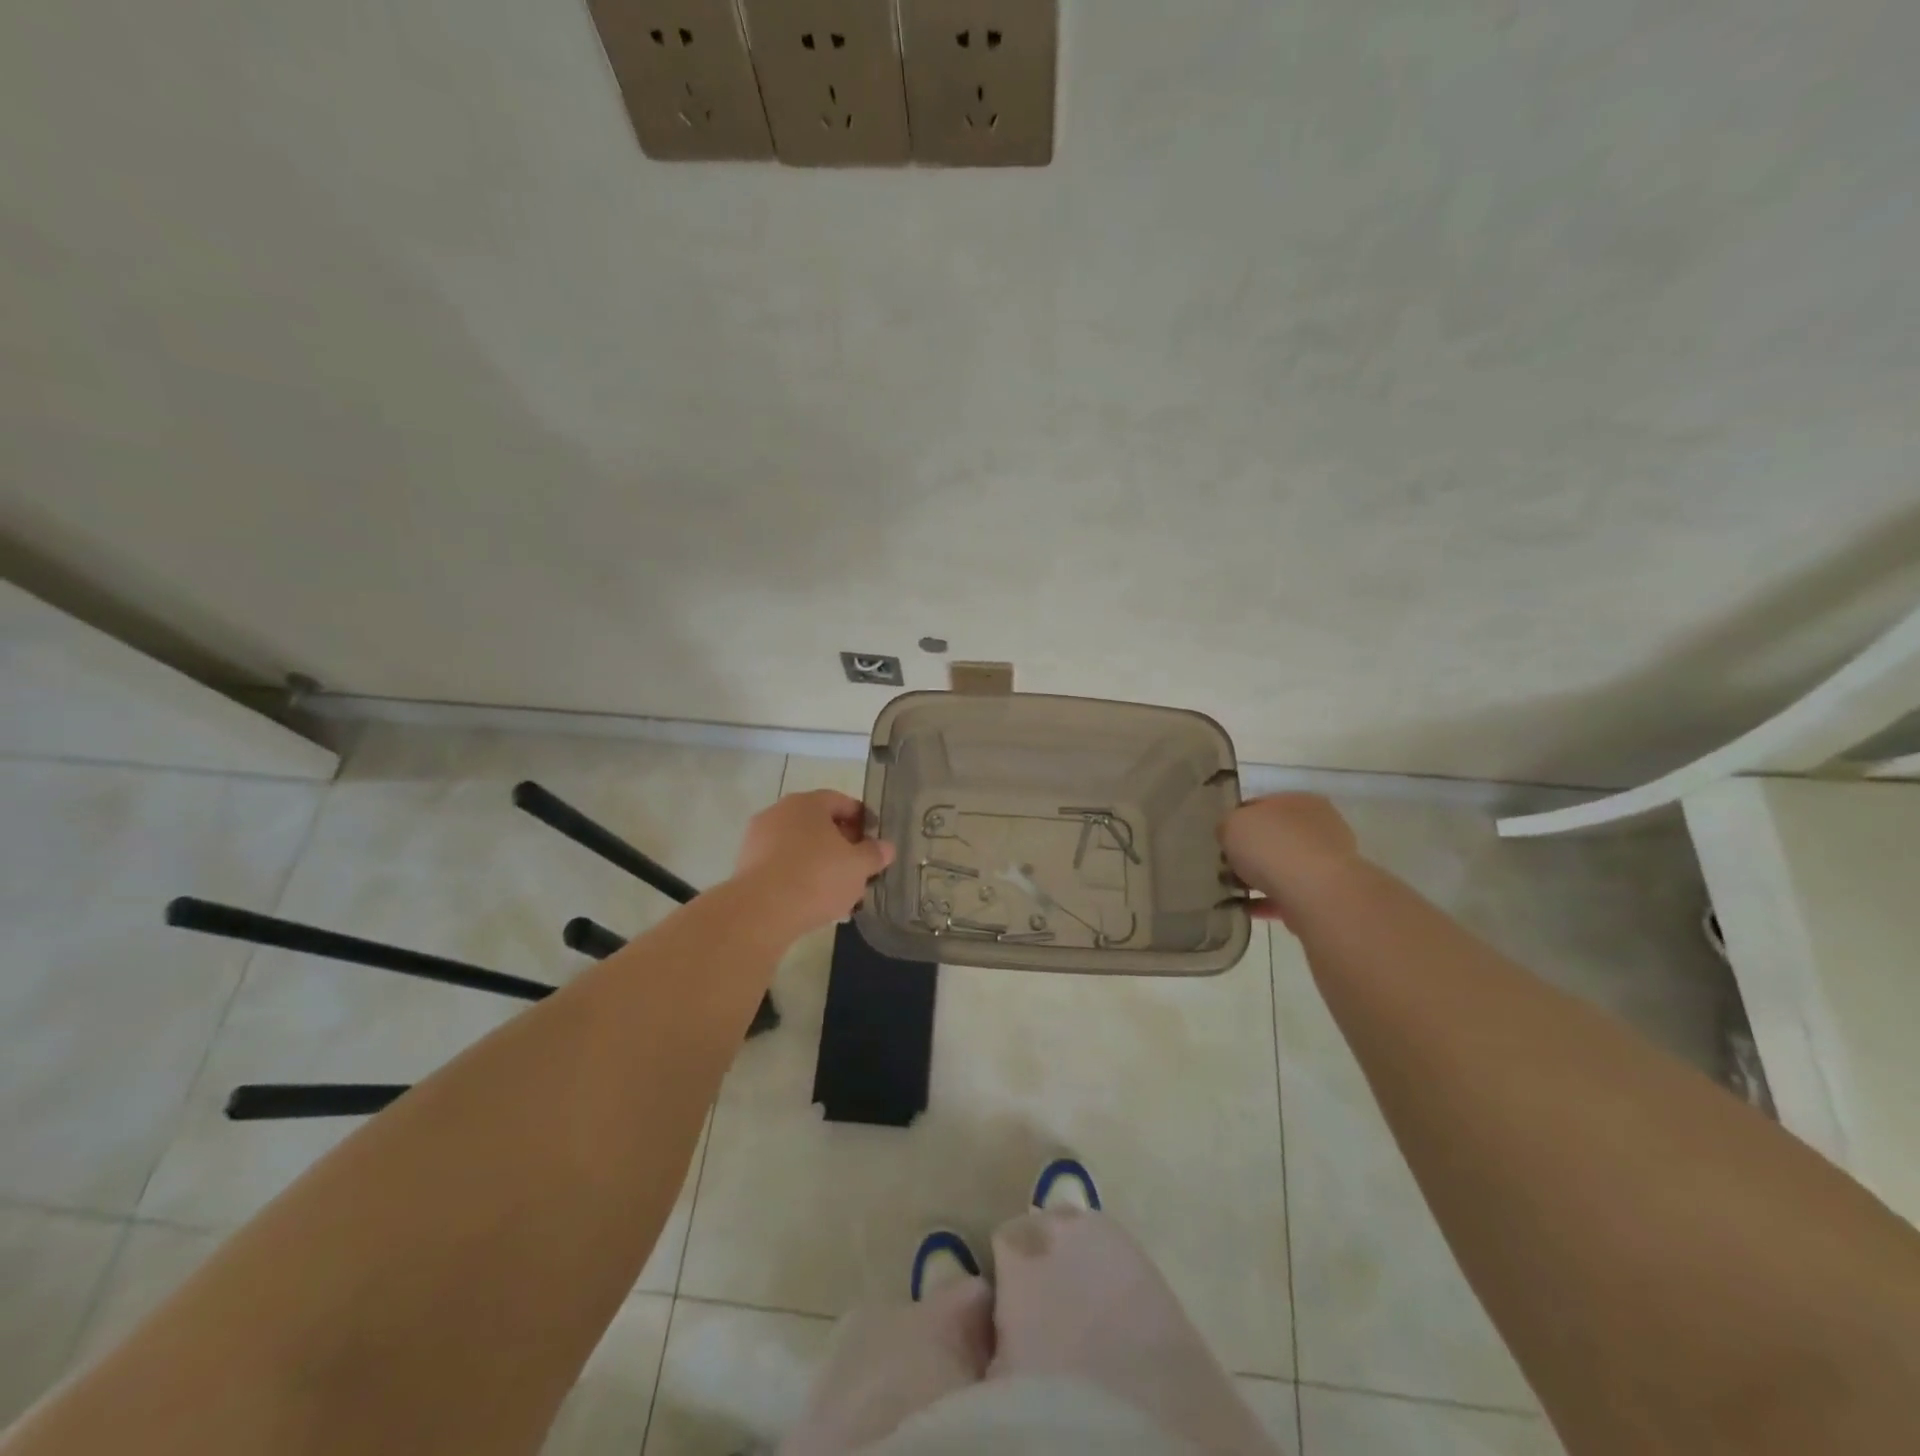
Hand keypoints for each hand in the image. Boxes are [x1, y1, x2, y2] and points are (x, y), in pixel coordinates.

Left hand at [732, 790, 894, 933]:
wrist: (761, 912)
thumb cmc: (817, 877)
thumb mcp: (858, 866)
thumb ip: (874, 853)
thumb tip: (885, 847)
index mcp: (807, 803)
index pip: (841, 801)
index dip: (862, 819)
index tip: (874, 840)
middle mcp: (779, 812)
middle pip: (818, 823)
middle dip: (840, 843)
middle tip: (858, 866)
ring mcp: (758, 839)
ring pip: (799, 846)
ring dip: (819, 862)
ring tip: (837, 889)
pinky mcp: (745, 867)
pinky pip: (781, 866)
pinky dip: (798, 877)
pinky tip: (811, 900)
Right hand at [1219, 794, 1360, 923]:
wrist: (1315, 892)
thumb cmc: (1272, 846)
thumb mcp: (1232, 824)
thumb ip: (1227, 826)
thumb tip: (1230, 836)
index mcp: (1299, 802)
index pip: (1261, 806)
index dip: (1237, 821)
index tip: (1221, 839)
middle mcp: (1318, 828)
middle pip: (1273, 838)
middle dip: (1248, 852)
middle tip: (1224, 866)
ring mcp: (1325, 863)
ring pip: (1281, 868)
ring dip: (1256, 879)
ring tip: (1230, 891)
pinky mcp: (1325, 895)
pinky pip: (1287, 895)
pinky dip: (1265, 901)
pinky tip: (1243, 908)